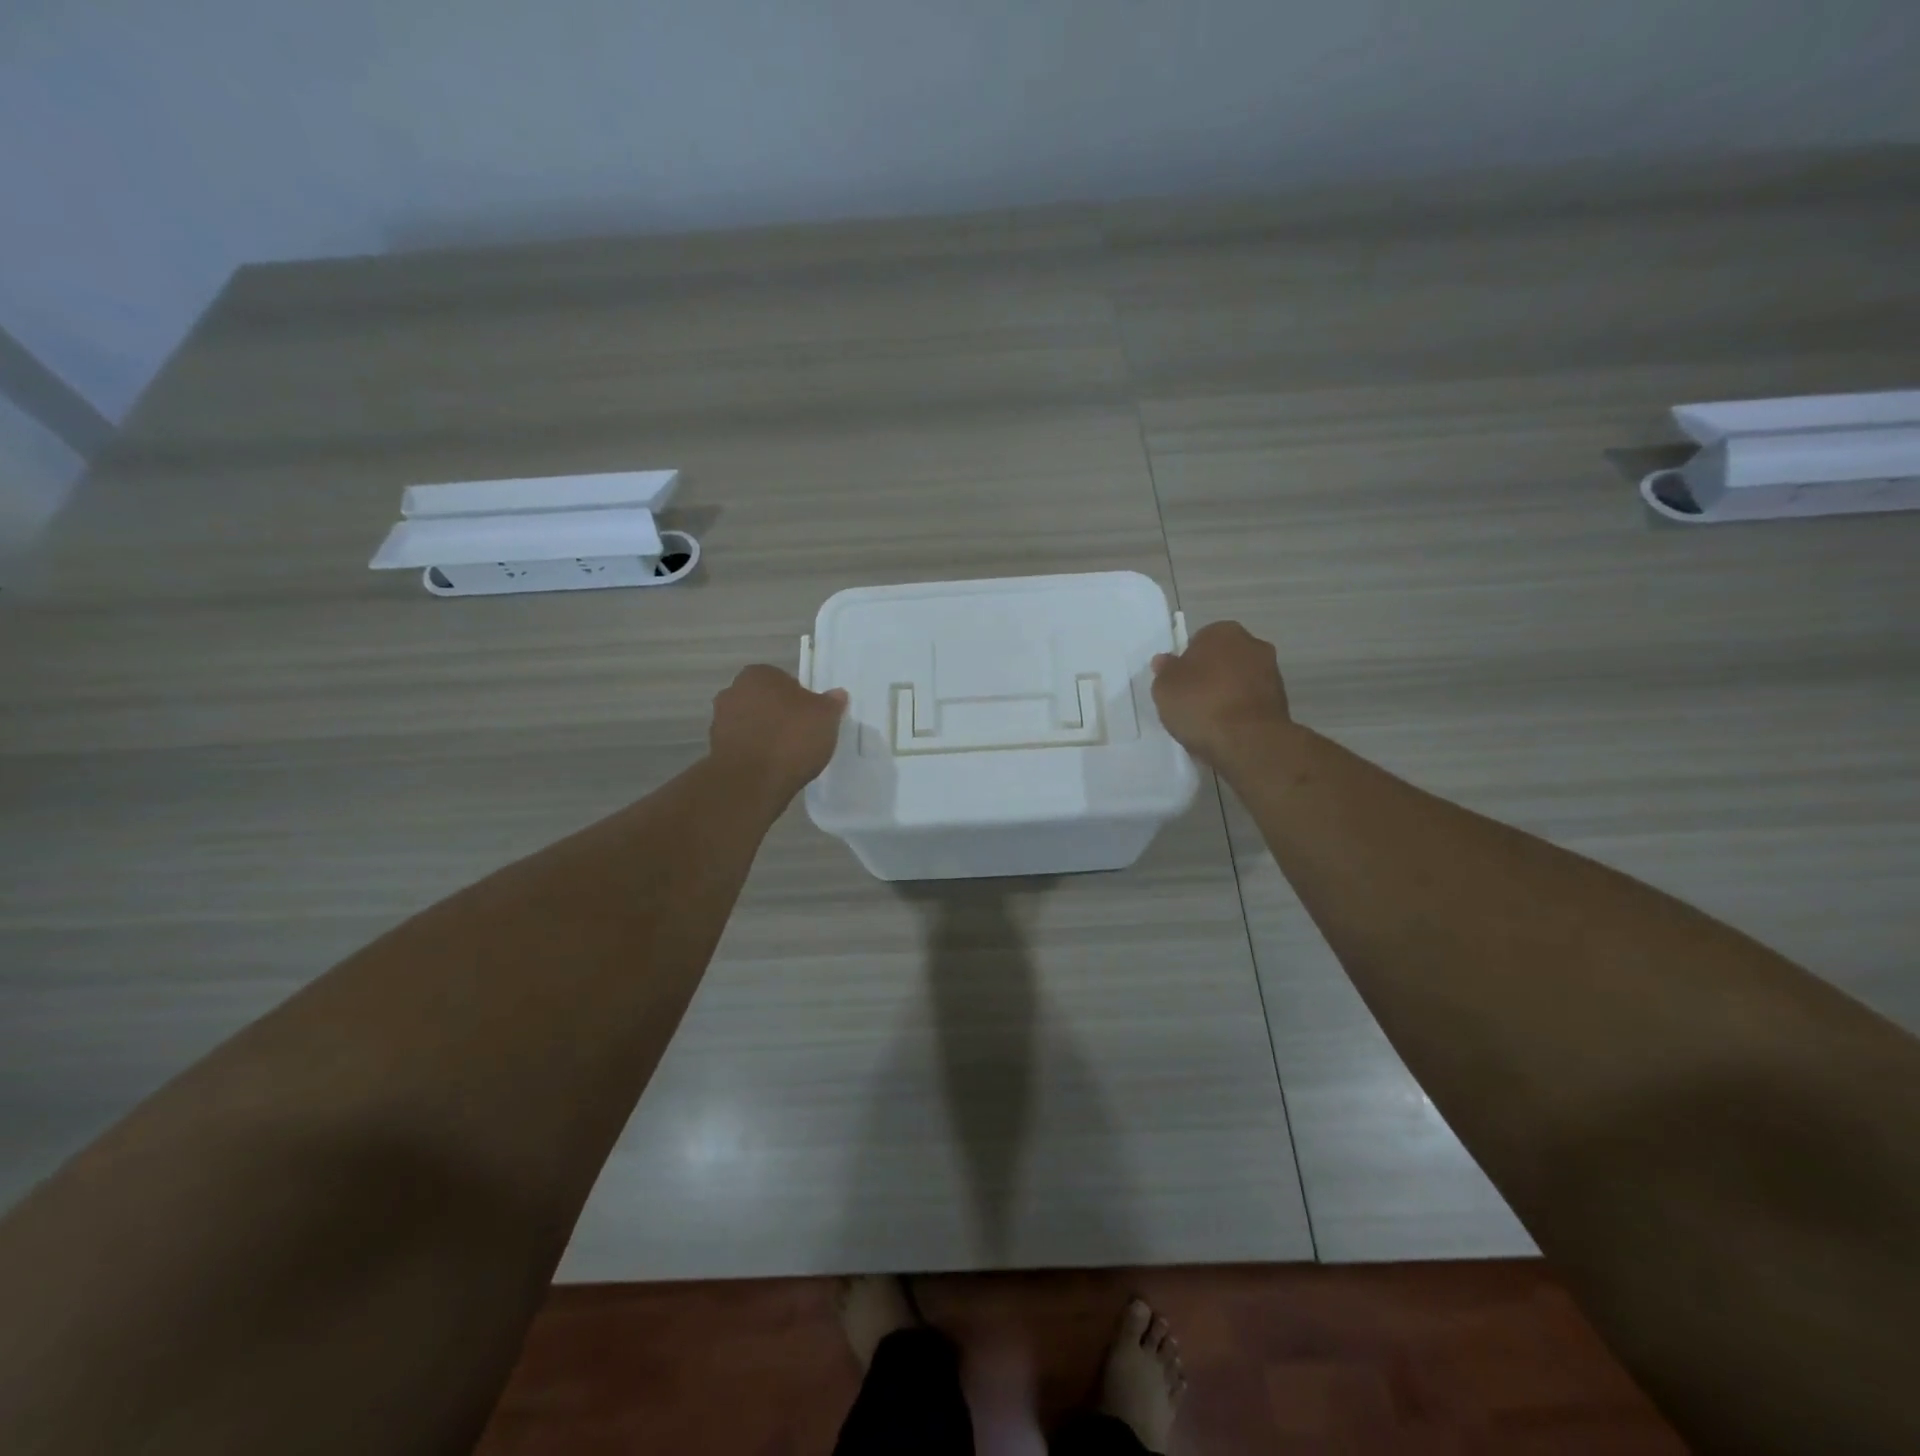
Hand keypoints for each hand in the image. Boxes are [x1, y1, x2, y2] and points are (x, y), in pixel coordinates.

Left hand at [709, 666, 847, 804]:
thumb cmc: (790, 739)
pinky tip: (773, 767)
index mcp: (758, 674)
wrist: (751, 783)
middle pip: (766, 701)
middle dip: (780, 714)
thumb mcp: (825, 717)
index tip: (811, 717)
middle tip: (802, 734)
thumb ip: (832, 703)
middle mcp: (733, 691)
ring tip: (788, 755)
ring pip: (753, 723)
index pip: (784, 679)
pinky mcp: (716, 749)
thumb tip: (837, 694)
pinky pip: (744, 746)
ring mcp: (720, 721)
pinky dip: (757, 753)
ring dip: (766, 734)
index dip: (800, 698)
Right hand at [1150, 620, 1293, 766]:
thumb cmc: (1200, 703)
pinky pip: (1251, 702)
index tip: (1178, 683)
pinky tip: (1226, 730)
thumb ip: (1165, 671)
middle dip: (1210, 675)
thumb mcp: (1164, 687)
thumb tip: (1166, 661)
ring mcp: (1272, 673)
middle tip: (1191, 700)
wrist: (1248, 741)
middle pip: (1223, 659)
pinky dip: (1240, 711)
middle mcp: (1253, 644)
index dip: (1187, 662)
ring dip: (1227, 693)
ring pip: (1239, 680)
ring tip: (1208, 720)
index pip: (1199, 640)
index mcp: (1223, 631)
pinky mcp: (1282, 701)